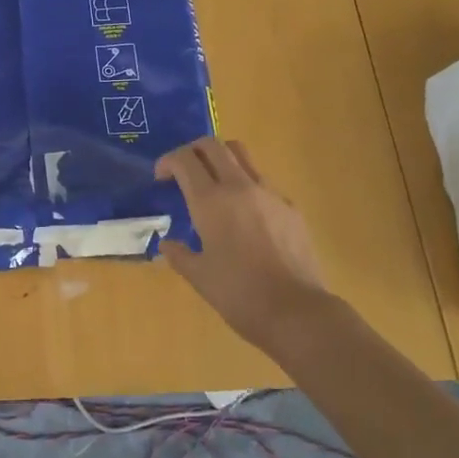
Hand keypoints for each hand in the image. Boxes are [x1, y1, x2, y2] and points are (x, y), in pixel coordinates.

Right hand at [156, 137, 329, 352]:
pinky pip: (263, 182)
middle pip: (213, 145)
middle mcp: (239, 187)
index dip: (168, 161)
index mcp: (211, 201)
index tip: (161, 177)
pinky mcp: (290, 207)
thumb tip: (167, 244)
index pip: (184, 159)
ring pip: (241, 155)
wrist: (297, 312)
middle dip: (193, 150)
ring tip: (215, 185)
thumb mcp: (199, 277)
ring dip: (221, 160)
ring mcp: (269, 193)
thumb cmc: (239, 295)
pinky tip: (245, 215)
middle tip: (184, 171)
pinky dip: (246, 185)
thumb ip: (179, 254)